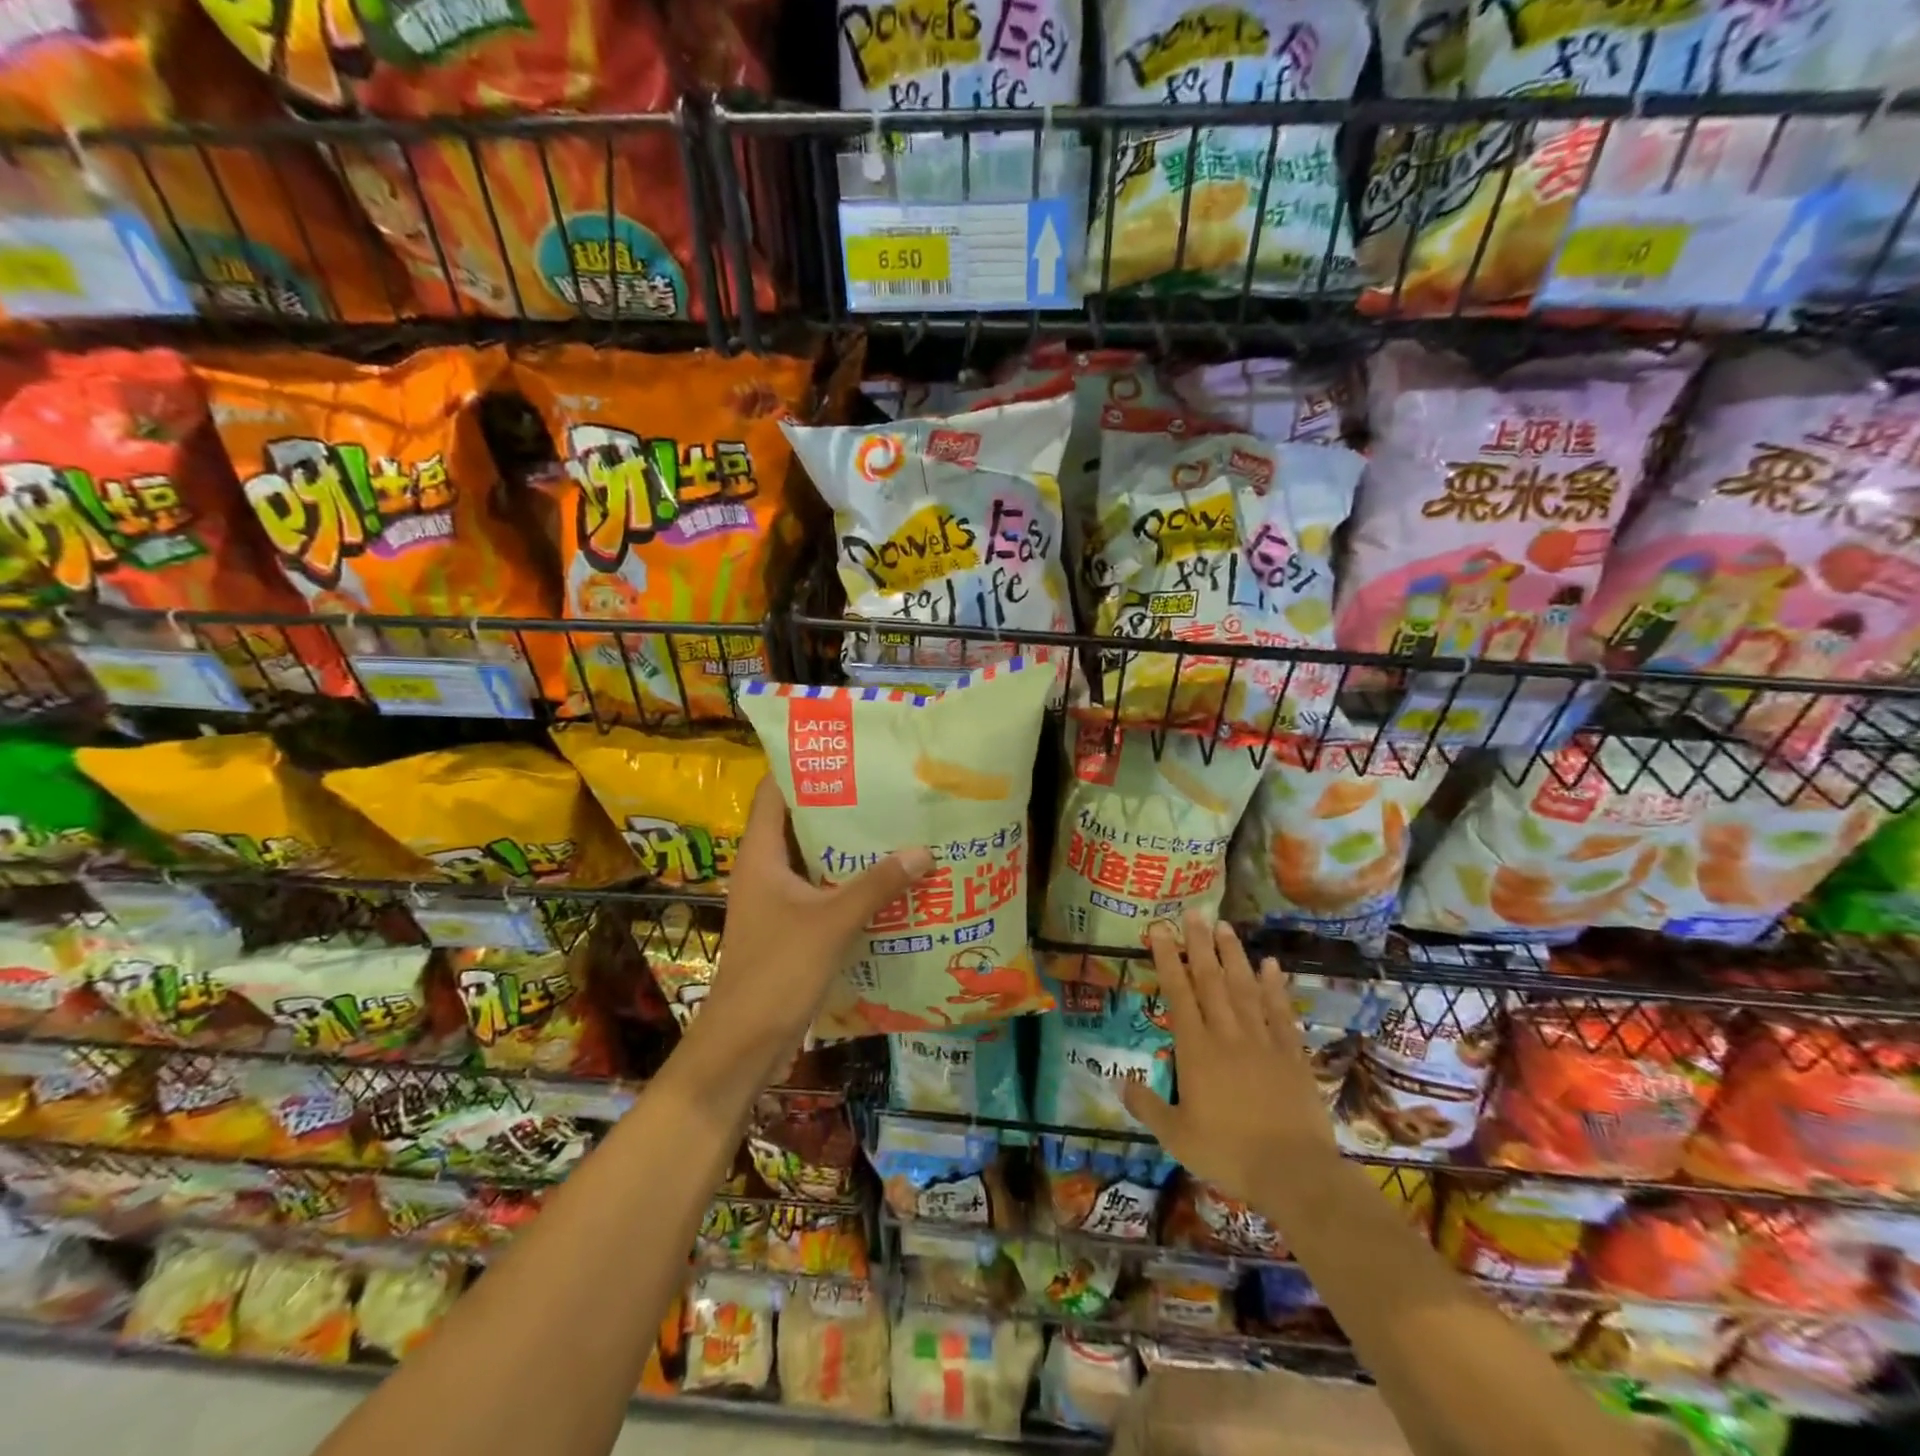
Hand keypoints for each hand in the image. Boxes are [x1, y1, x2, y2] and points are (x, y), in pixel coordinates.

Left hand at [690, 777, 931, 1074]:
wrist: (743, 1043)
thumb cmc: (777, 971)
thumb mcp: (831, 922)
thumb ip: (876, 885)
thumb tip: (923, 850)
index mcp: (760, 855)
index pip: (773, 791)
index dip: (802, 765)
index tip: (845, 749)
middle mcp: (764, 870)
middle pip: (798, 821)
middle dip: (838, 804)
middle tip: (884, 786)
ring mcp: (775, 900)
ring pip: (812, 858)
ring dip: (846, 846)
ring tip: (893, 825)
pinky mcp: (788, 927)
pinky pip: (821, 890)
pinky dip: (847, 881)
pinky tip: (885, 879)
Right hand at [1120, 910, 1335, 1202]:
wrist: (1294, 1172)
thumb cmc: (1228, 1154)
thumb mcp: (1176, 1136)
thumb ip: (1147, 1106)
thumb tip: (1119, 1080)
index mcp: (1196, 1051)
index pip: (1178, 994)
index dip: (1167, 959)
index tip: (1159, 929)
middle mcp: (1227, 1035)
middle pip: (1211, 981)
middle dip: (1199, 945)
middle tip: (1193, 913)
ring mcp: (1262, 1042)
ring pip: (1244, 989)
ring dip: (1233, 956)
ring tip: (1225, 927)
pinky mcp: (1291, 1054)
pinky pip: (1280, 1013)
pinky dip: (1275, 987)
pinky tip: (1271, 965)